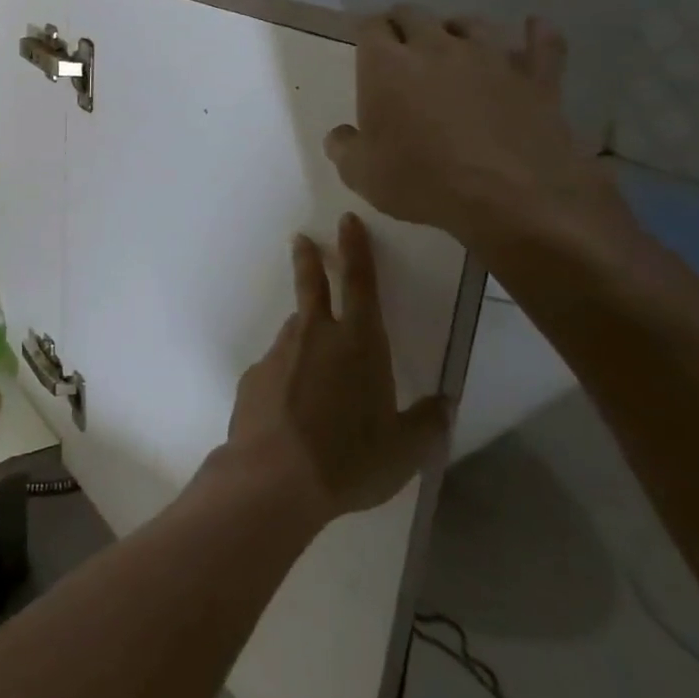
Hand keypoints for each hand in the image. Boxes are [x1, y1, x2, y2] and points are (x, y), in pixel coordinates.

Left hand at [223, 213, 449, 529]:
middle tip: (302, 240)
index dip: (356, 249)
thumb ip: (427, 422)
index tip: (346, 221)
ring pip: (296, 332)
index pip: (360, 283)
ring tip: (317, 368)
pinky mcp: (253, 375)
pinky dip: (288, 375)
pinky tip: (293, 407)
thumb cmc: (349, 460)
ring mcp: (278, 353)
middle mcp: (314, 336)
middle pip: (312, 287)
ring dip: (306, 334)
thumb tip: (445, 402)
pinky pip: (278, 367)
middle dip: (310, 260)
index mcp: (358, 344)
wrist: (274, 476)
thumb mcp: (405, 449)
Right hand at [324, 7, 628, 252]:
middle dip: (402, 24)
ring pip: (470, 22)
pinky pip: (542, 43)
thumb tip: (341, 135)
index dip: (365, 32)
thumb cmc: (422, 181)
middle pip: (414, 14)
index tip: (363, 46)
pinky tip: (533, 28)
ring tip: (453, 44)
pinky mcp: (536, 77)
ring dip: (456, 29)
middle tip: (399, 44)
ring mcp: (491, 57)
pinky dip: (536, 34)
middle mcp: (436, 47)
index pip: (370, 27)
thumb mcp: (361, 174)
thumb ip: (343, 148)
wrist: (512, 198)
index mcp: (387, 66)